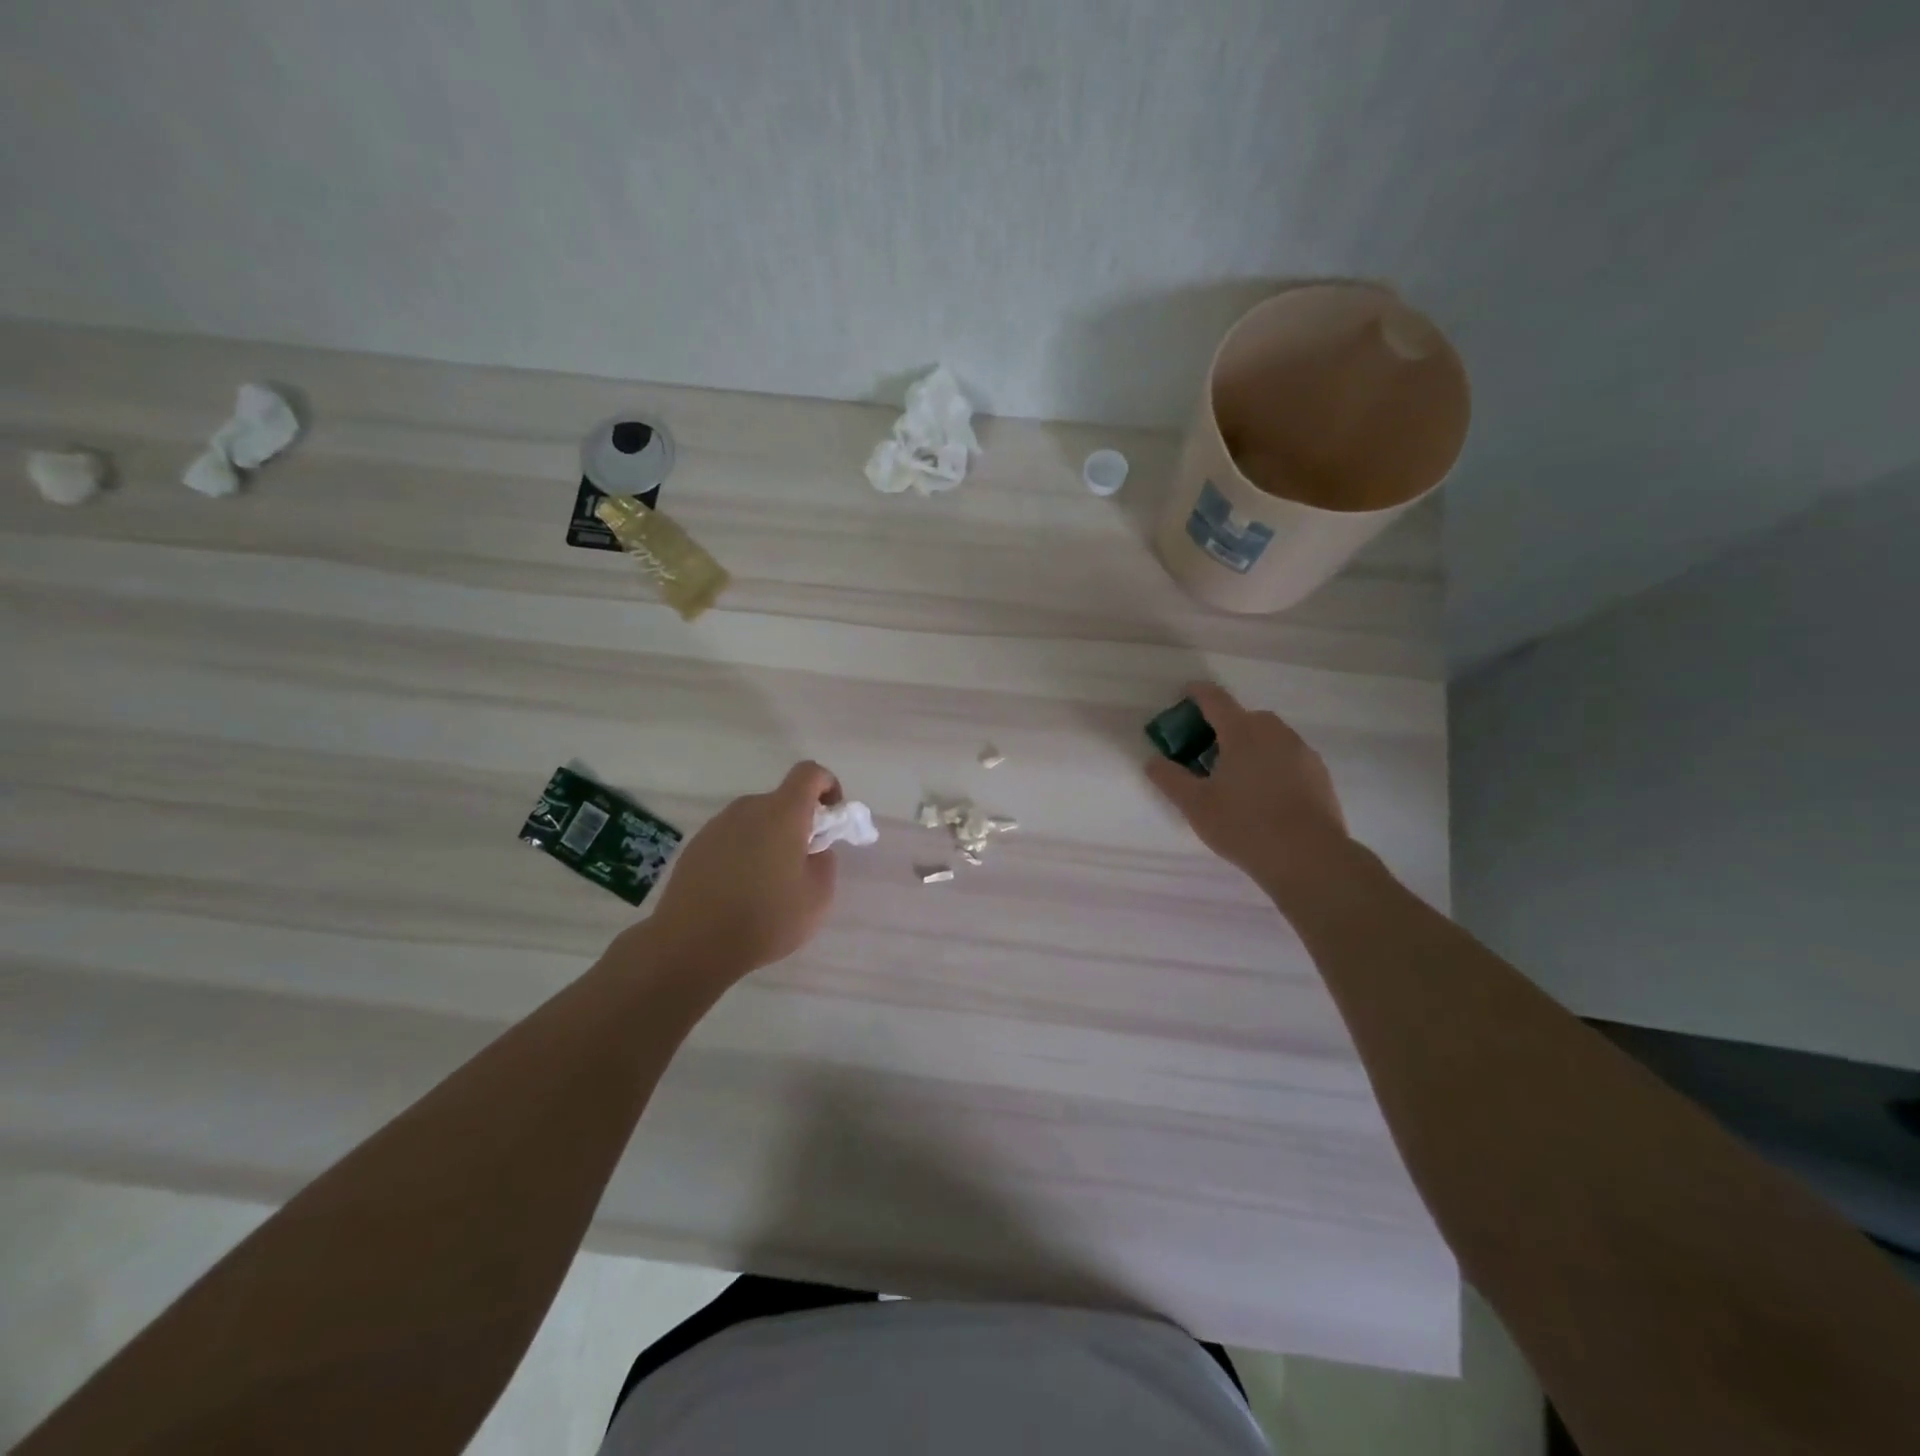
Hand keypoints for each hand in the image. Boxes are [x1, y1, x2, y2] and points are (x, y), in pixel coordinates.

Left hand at [643, 761, 840, 980]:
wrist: (691, 945)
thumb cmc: (765, 918)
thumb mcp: (818, 897)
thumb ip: (824, 863)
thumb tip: (814, 851)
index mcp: (782, 813)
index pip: (809, 773)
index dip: (828, 785)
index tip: (832, 817)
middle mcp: (747, 809)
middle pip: (781, 801)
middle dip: (798, 823)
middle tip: (802, 863)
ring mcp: (717, 826)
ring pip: (755, 821)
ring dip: (769, 840)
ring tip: (767, 884)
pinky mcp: (695, 847)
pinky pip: (731, 839)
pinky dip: (743, 854)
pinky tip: (739, 892)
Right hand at [1144, 683, 1350, 891]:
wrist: (1309, 857)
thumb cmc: (1244, 825)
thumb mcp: (1195, 805)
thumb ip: (1170, 779)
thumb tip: (1153, 761)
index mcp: (1242, 733)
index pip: (1216, 700)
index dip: (1198, 693)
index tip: (1186, 693)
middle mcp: (1275, 733)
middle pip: (1246, 717)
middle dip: (1225, 725)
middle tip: (1207, 749)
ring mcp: (1302, 752)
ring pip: (1271, 737)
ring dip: (1251, 744)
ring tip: (1236, 774)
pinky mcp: (1319, 774)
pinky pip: (1289, 757)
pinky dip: (1272, 763)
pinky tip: (1265, 792)